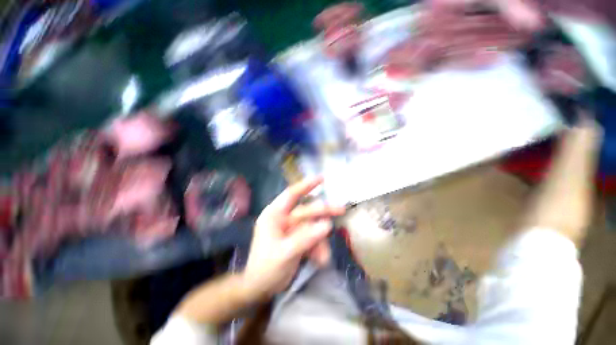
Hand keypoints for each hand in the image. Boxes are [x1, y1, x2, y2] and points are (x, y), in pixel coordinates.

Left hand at [241, 177, 344, 300]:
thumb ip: (306, 238)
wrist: (260, 290)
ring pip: (312, 227)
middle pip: (307, 210)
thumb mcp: (285, 253)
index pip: (291, 194)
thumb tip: (327, 225)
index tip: (322, 179)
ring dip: (320, 241)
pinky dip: (318, 248)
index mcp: (274, 215)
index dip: (306, 185)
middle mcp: (284, 218)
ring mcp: (292, 229)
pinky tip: (320, 260)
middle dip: (323, 212)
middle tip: (341, 210)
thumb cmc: (265, 269)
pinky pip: (313, 238)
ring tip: (323, 258)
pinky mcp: (298, 240)